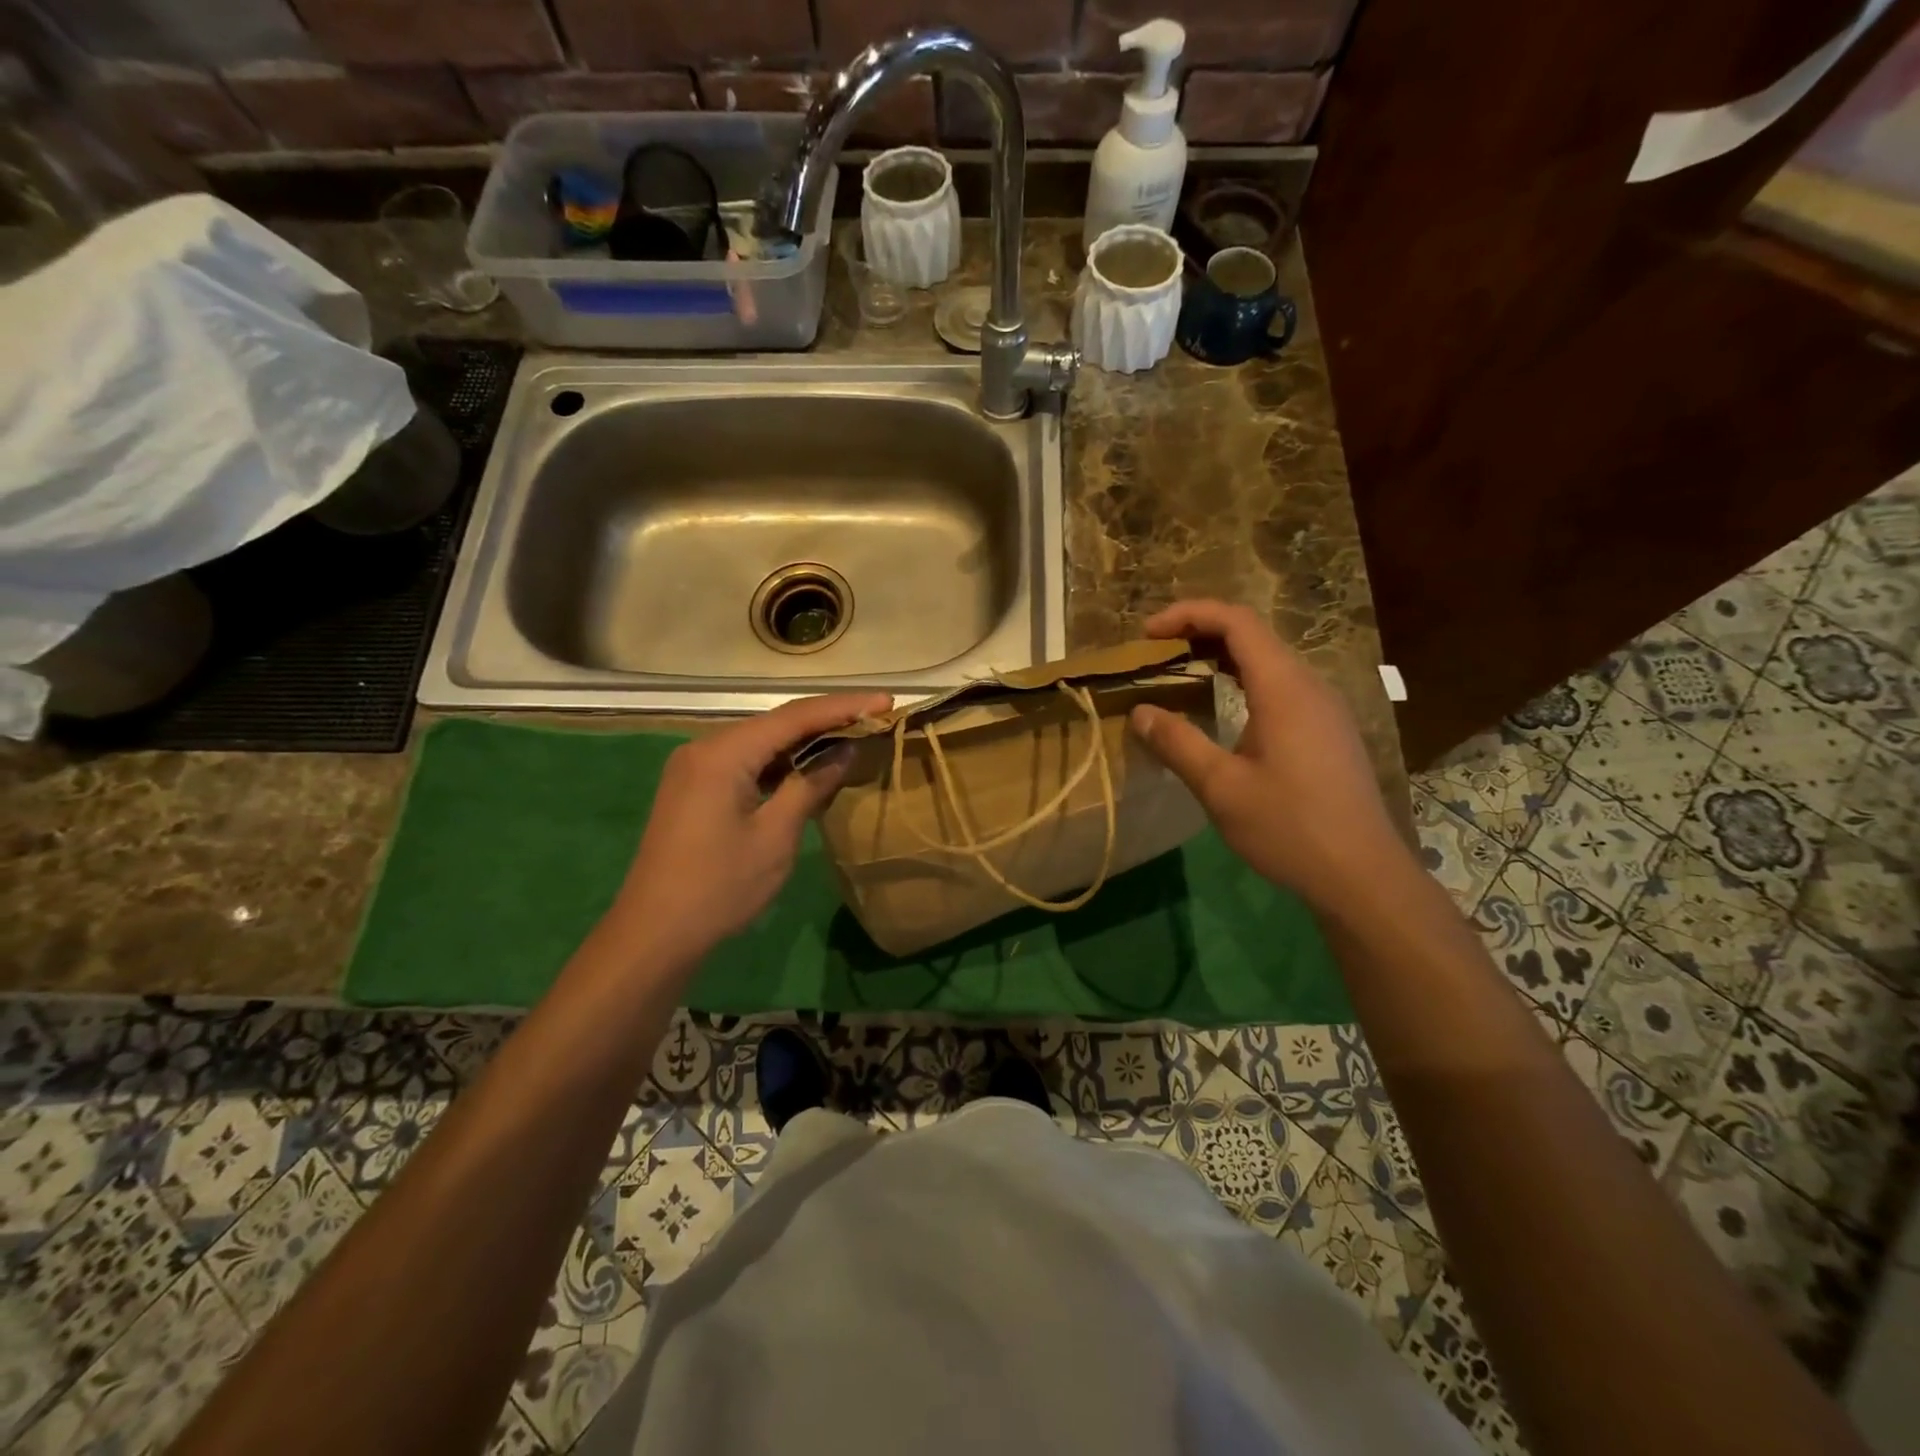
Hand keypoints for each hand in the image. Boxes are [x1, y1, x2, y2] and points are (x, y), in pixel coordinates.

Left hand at [605, 692, 890, 967]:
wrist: (655, 933)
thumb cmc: (720, 886)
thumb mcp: (776, 835)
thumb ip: (811, 785)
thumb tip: (845, 750)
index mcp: (723, 753)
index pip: (794, 716)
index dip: (844, 707)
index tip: (886, 700)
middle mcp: (705, 747)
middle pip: (776, 722)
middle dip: (827, 719)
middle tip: (876, 717)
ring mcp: (696, 766)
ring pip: (762, 741)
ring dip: (805, 741)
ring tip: (853, 737)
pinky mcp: (695, 787)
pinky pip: (747, 761)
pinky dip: (781, 762)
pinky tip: (810, 767)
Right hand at [1128, 600, 1402, 915]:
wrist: (1362, 875)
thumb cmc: (1289, 827)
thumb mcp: (1221, 788)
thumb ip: (1177, 743)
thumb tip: (1140, 712)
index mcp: (1284, 688)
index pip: (1236, 622)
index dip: (1189, 614)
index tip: (1148, 634)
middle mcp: (1309, 685)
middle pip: (1253, 635)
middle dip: (1200, 633)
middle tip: (1157, 654)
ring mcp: (1324, 708)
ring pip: (1268, 661)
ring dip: (1222, 658)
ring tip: (1180, 677)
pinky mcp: (1329, 731)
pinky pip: (1281, 686)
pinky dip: (1243, 681)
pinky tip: (1222, 711)